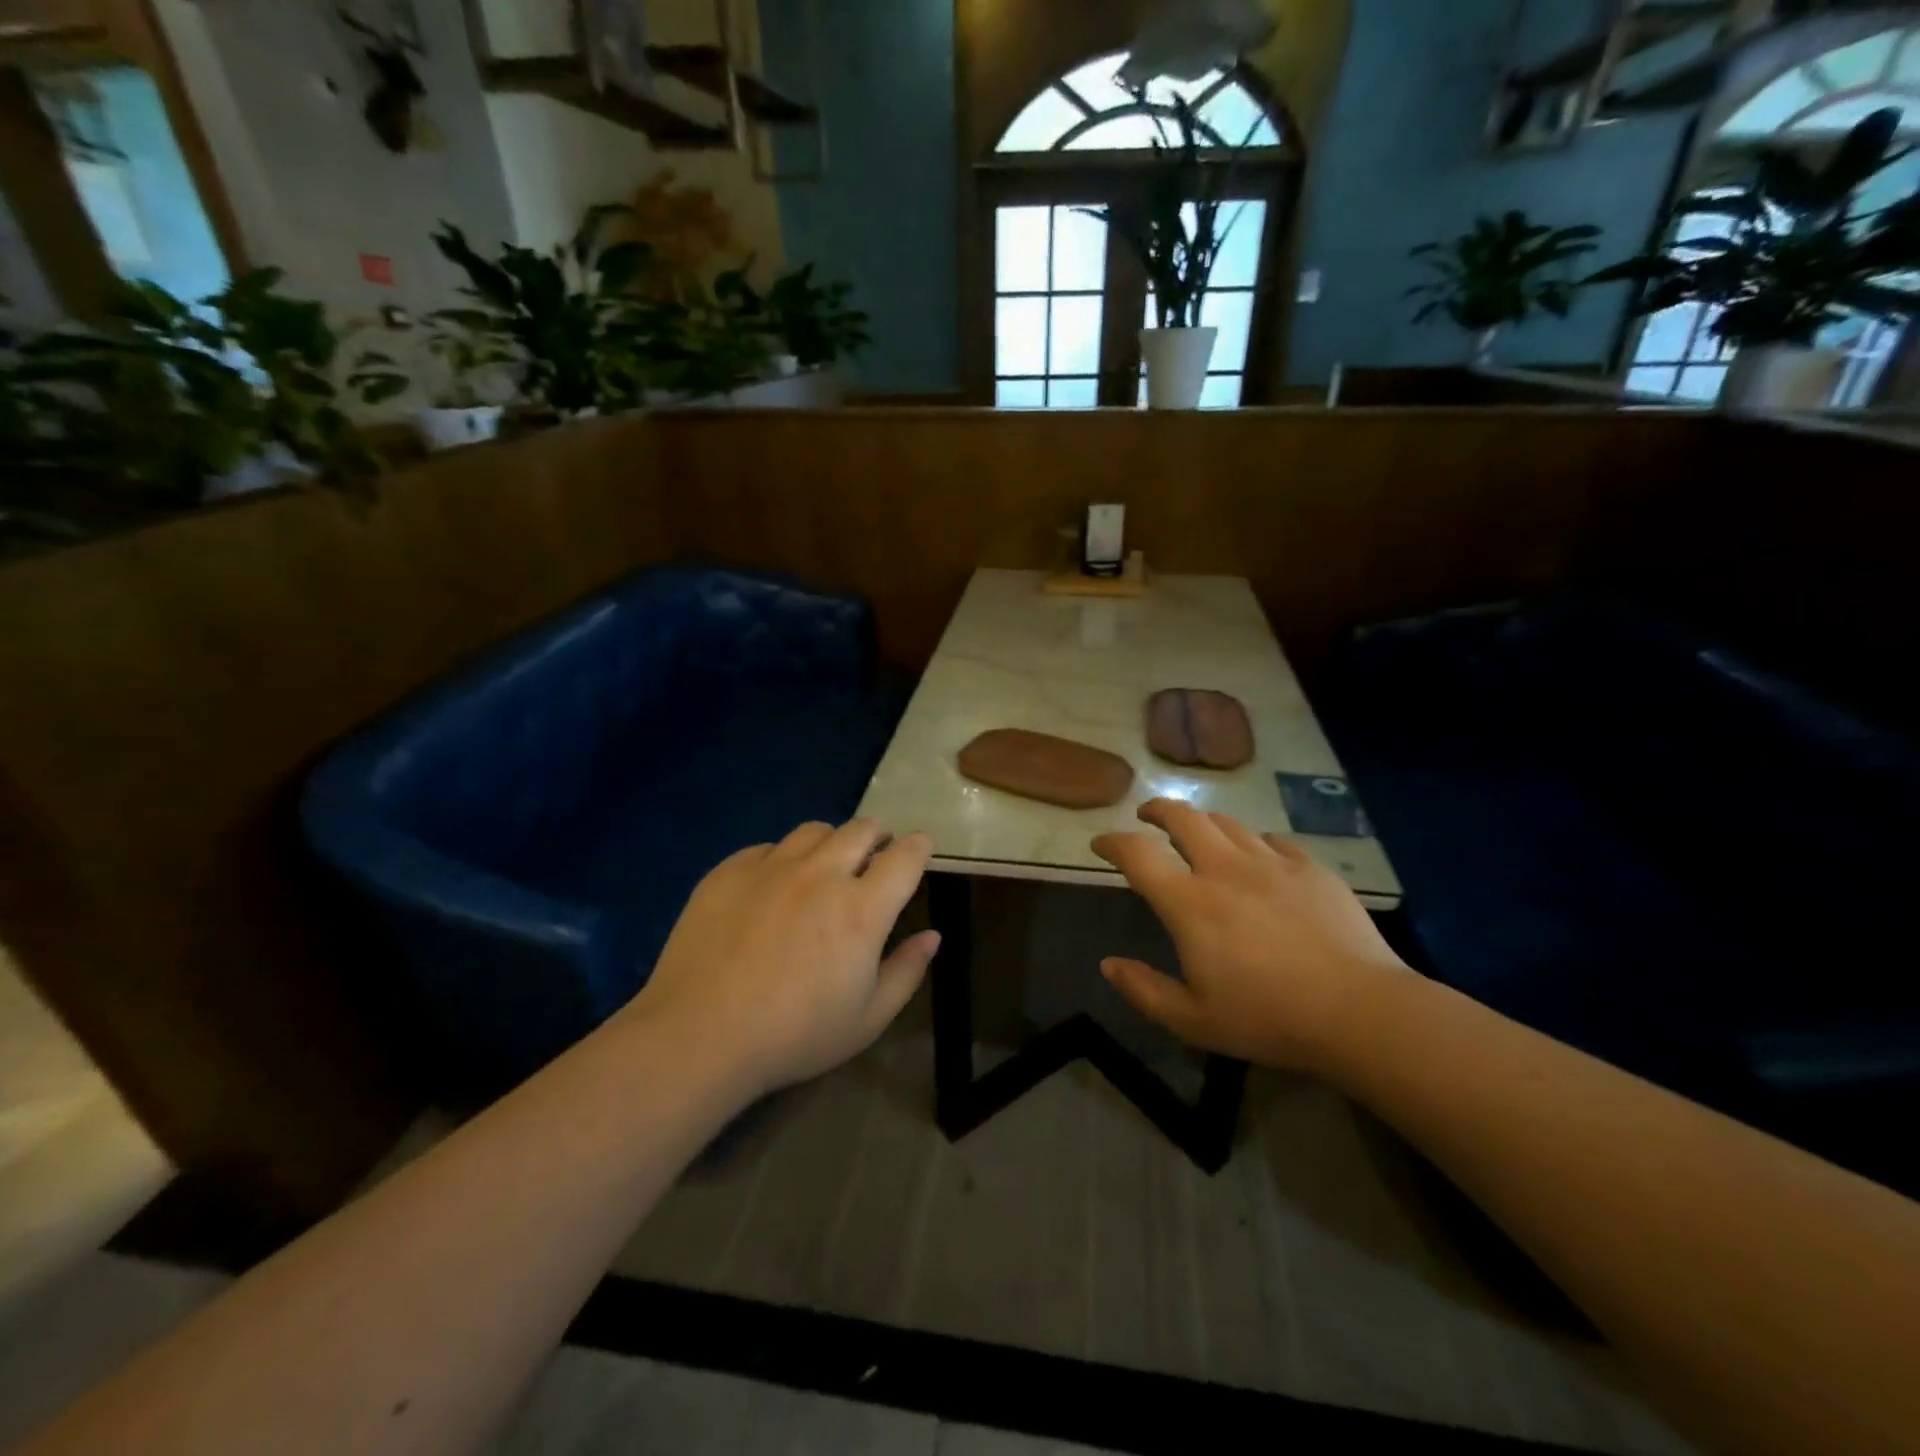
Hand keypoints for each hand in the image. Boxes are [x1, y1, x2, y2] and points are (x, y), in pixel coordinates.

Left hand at [628, 821, 938, 1094]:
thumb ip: (906, 972)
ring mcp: (772, 867)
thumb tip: (932, 936)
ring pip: (814, 830)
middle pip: (861, 830)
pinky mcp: (730, 871)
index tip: (922, 846)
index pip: (904, 858)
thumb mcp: (867, 1019)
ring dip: (832, 841)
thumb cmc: (794, 1036)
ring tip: (827, 862)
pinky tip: (775, 884)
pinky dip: (783, 857)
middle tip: (877, 852)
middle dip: (878, 835)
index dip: (920, 847)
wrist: (699, 1035)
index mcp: (862, 909)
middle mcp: (821, 874)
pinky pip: (768, 847)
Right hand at [1091, 800, 1407, 1072]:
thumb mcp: (1193, 1021)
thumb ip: (1143, 990)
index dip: (1112, 842)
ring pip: (1227, 823)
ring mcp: (1272, 863)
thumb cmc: (1269, 1019)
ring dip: (1202, 822)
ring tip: (1197, 832)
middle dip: (1157, 810)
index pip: (1137, 854)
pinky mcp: (1310, 868)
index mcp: (1190, 903)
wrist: (1361, 1012)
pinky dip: (1252, 842)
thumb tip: (1108, 964)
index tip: (1100, 845)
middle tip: (1147, 816)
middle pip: (1183, 817)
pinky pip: (1272, 840)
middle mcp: (1225, 869)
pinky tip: (1256, 857)